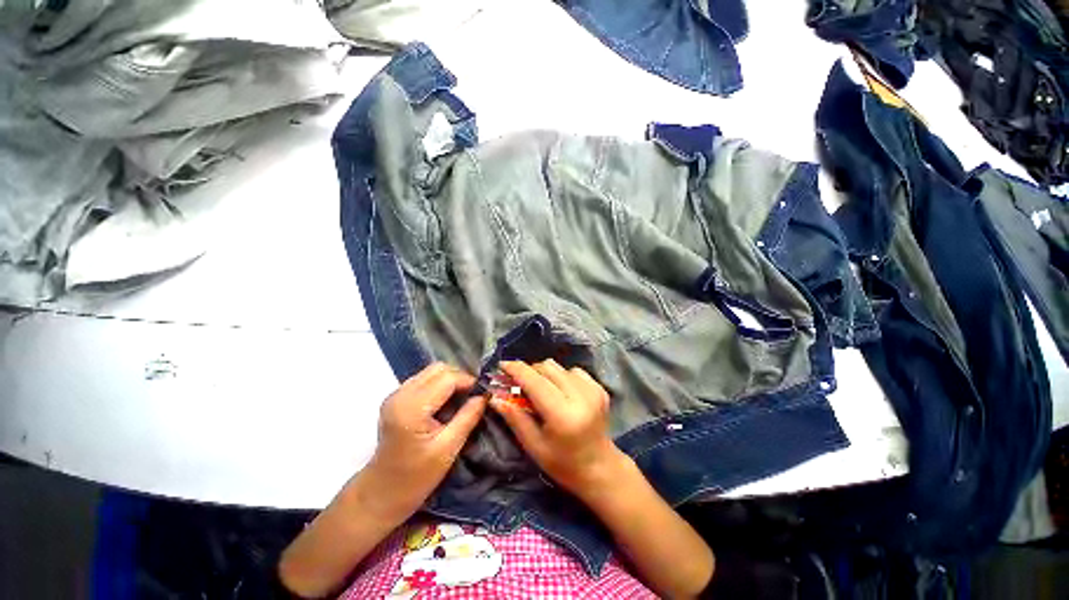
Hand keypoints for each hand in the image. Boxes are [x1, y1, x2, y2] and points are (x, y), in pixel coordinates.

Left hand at [363, 363, 485, 519]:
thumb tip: (485, 395)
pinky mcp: (396, 399)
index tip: (483, 393)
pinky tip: (447, 402)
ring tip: (462, 398)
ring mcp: (396, 395)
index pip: (447, 378)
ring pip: (431, 372)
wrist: (381, 494)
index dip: (468, 381)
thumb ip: (468, 417)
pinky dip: (440, 385)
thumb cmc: (415, 477)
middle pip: (438, 369)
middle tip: (473, 396)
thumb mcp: (448, 449)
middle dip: (460, 377)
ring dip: (450, 380)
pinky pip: (424, 380)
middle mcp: (401, 394)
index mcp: (412, 408)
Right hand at [490, 360, 627, 498]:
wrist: (600, 467)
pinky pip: (573, 370)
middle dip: (529, 371)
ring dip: (544, 374)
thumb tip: (495, 396)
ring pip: (559, 367)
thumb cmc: (562, 463)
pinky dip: (561, 376)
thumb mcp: (533, 445)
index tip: (502, 365)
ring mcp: (593, 389)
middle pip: (547, 367)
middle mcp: (580, 396)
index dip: (516, 369)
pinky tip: (560, 392)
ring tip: (540, 390)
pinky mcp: (599, 387)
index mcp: (562, 415)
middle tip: (518, 384)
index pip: (535, 381)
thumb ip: (514, 417)